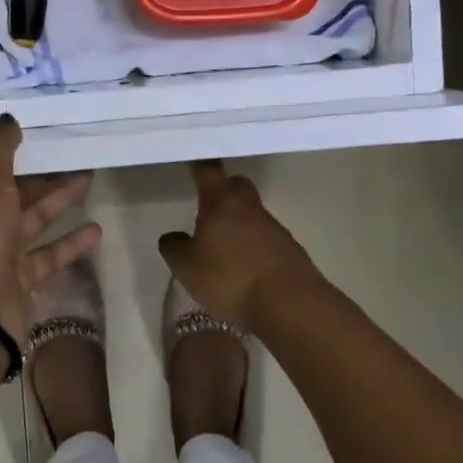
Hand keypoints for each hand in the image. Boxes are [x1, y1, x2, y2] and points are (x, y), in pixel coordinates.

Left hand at [0, 116, 101, 343]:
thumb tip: (6, 118)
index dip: (0, 149)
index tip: (30, 132)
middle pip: (5, 190)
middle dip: (39, 173)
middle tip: (72, 151)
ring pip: (27, 220)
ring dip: (57, 200)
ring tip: (90, 176)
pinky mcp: (14, 279)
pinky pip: (44, 254)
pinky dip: (67, 242)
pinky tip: (96, 229)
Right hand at [158, 161, 321, 328]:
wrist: (289, 303)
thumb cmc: (230, 277)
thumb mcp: (187, 267)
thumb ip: (174, 248)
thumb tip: (173, 236)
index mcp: (222, 202)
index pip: (209, 171)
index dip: (200, 164)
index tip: (195, 158)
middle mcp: (250, 207)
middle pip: (238, 186)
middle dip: (224, 190)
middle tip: (208, 206)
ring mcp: (274, 228)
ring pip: (252, 214)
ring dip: (239, 223)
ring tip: (223, 247)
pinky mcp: (290, 251)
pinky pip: (266, 239)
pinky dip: (253, 247)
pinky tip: (244, 269)